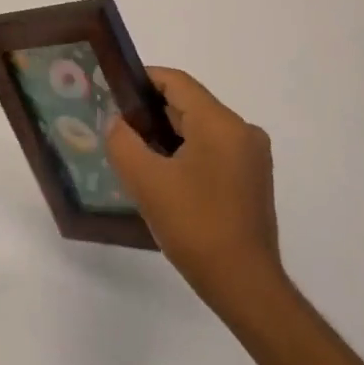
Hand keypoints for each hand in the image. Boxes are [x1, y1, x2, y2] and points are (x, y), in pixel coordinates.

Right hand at [106, 69, 287, 313]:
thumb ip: (123, 142)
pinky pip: (212, 150)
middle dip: (150, 112)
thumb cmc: (194, 226)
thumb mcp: (146, 181)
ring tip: (134, 154)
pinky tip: (162, 177)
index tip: (112, 91)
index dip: (141, 80)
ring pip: (199, 129)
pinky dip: (185, 153)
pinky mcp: (252, 178)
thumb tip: (119, 123)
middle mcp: (243, 130)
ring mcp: (251, 155)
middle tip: (116, 127)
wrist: (244, 284)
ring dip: (166, 136)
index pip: (176, 82)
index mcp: (221, 123)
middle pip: (188, 104)